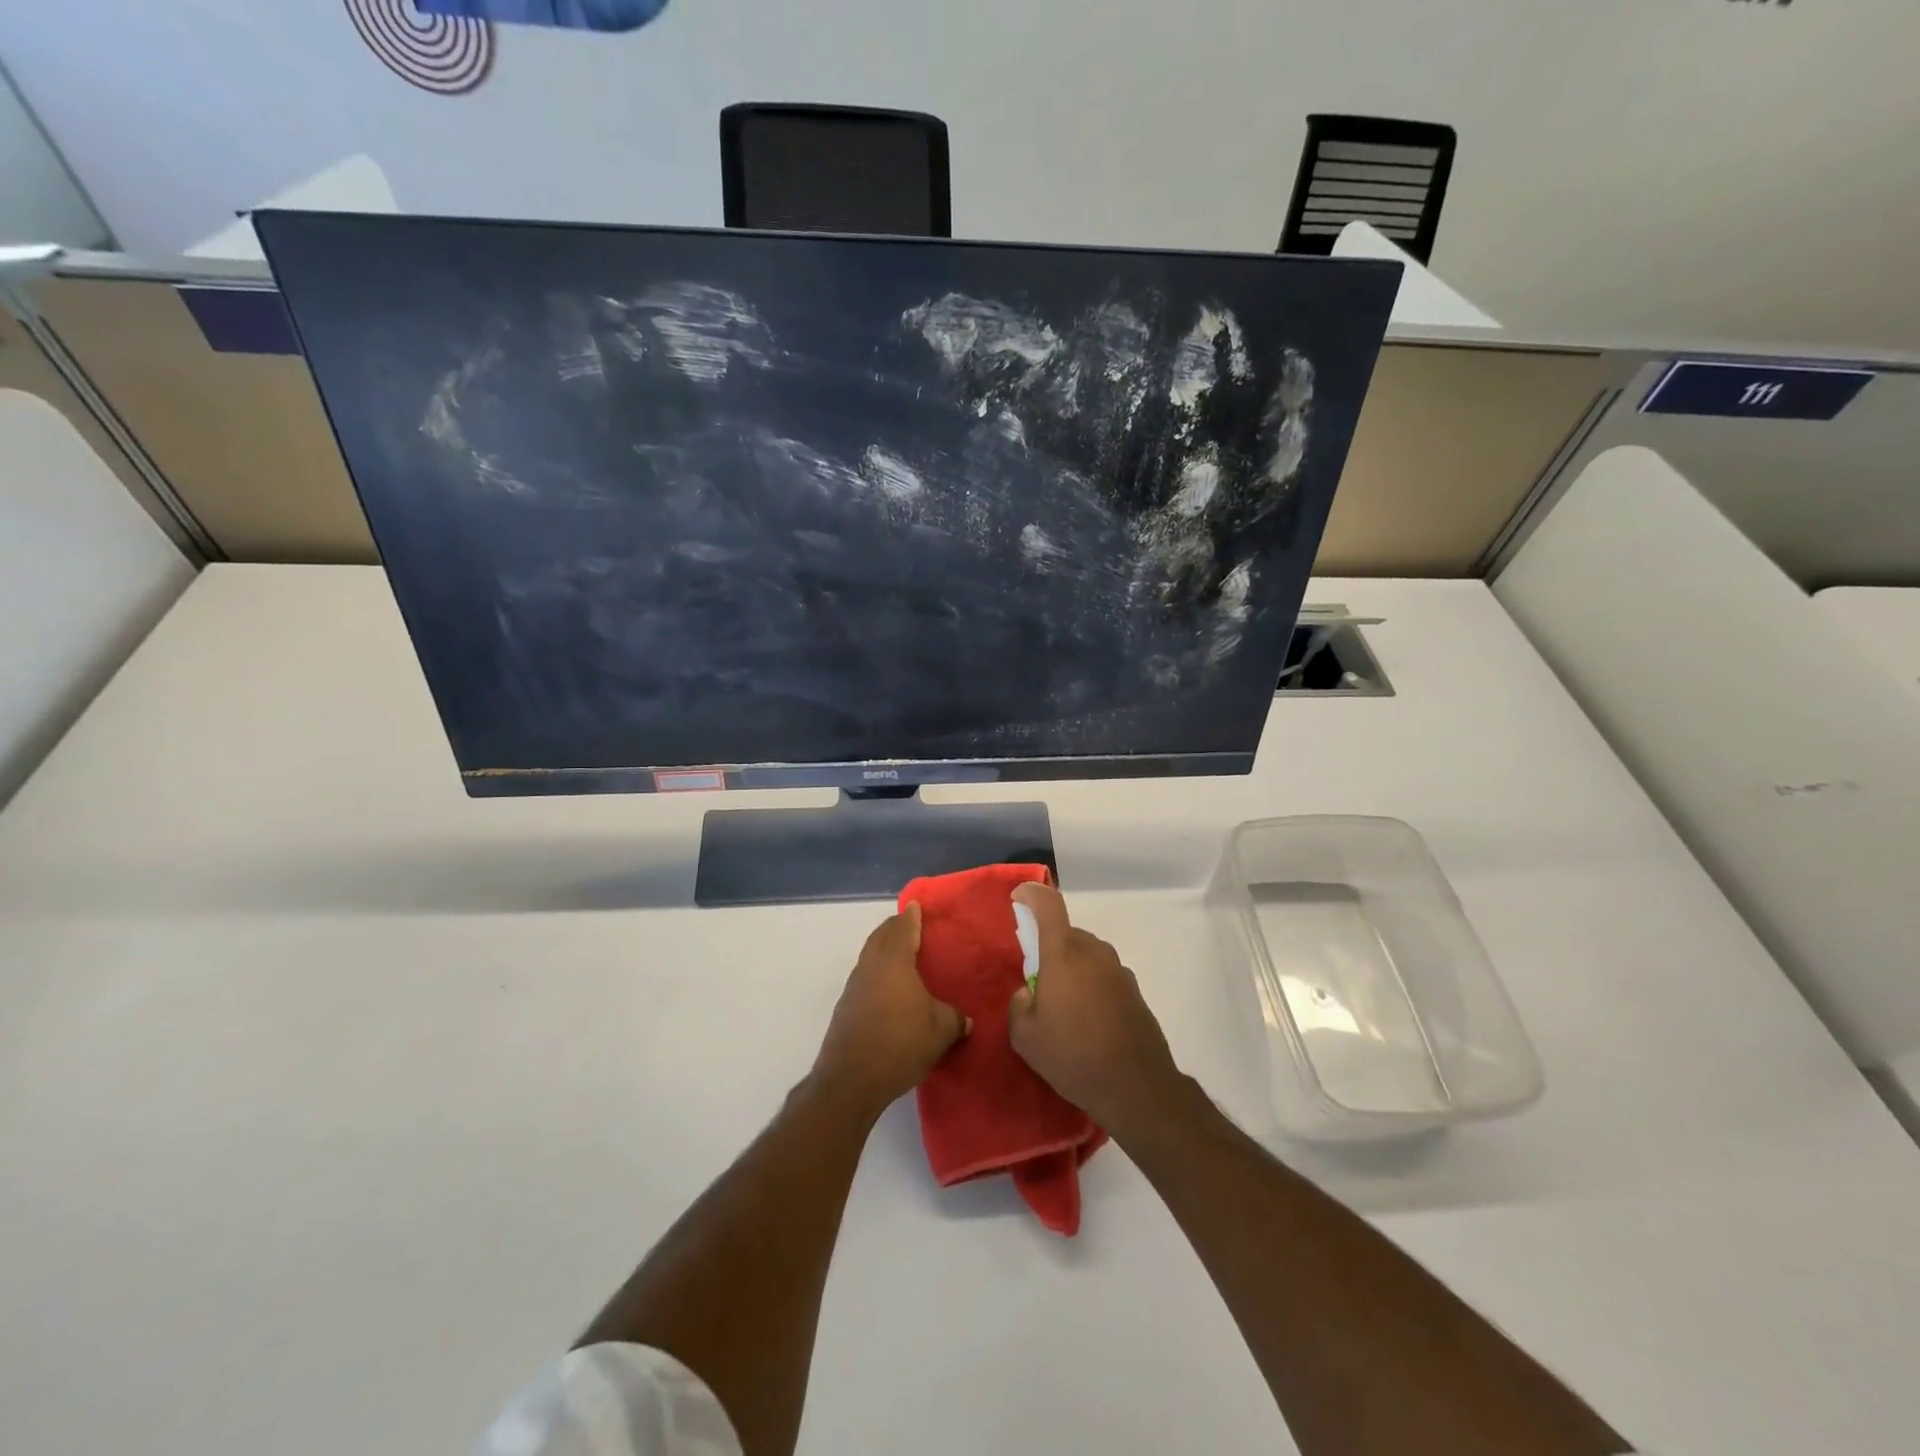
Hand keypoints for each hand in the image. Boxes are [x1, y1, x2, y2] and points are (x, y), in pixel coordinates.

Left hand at [813, 904, 968, 1120]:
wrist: (851, 1080)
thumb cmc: (900, 1043)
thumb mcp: (941, 1030)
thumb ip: (955, 1018)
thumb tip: (966, 1019)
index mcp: (894, 961)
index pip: (903, 928)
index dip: (912, 916)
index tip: (917, 906)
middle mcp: (870, 966)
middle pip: (880, 936)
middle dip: (894, 928)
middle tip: (911, 926)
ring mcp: (854, 987)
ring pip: (869, 956)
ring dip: (883, 950)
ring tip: (902, 957)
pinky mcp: (845, 1008)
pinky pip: (864, 978)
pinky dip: (877, 974)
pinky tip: (889, 991)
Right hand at [1007, 883, 1182, 1138]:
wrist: (1136, 1087)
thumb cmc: (1073, 1056)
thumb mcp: (1025, 1037)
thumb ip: (1018, 1004)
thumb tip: (1029, 992)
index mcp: (1064, 954)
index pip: (1048, 904)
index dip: (1031, 894)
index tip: (1018, 899)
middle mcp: (1093, 952)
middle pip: (1066, 933)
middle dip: (1049, 947)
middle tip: (1037, 980)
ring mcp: (1118, 970)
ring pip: (1086, 954)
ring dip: (1072, 968)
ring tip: (1064, 1007)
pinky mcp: (1134, 990)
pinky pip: (1103, 975)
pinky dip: (1091, 986)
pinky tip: (1088, 1022)